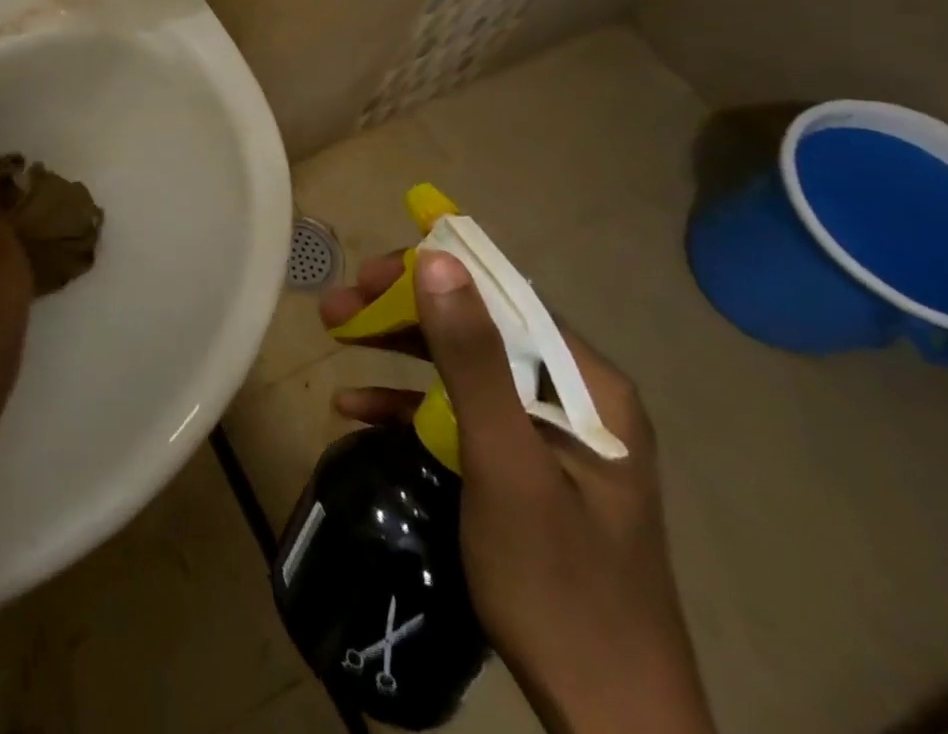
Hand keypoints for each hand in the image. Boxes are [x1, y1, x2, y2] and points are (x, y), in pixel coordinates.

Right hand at [321, 251, 713, 733]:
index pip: (502, 297)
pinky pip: (461, 416)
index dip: (430, 275)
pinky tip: (357, 410)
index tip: (365, 277)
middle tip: (337, 308)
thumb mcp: (505, 463)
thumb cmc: (559, 585)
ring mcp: (548, 437)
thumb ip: (472, 359)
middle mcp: (573, 399)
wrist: (611, 723)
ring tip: (336, 335)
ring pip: (462, 367)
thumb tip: (436, 259)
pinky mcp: (524, 470)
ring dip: (397, 351)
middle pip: (477, 329)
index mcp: (588, 386)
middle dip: (402, 313)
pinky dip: (410, 406)